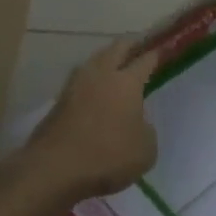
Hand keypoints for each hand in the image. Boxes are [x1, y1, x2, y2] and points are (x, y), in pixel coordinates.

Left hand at [25, 38, 160, 204]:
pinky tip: (94, 92)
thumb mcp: (145, 150)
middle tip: (140, 47)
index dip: (156, 54)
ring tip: (115, 66)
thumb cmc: (107, 156)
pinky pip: (79, 82)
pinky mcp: (57, 103)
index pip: (145, 60)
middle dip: (130, 45)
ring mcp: (74, 86)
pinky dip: (90, 82)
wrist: (53, 169)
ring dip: (106, 60)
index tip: (163, 49)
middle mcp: (100, 75)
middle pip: (116, 48)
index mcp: (127, 82)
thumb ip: (146, 131)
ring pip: (94, 61)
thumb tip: (138, 124)